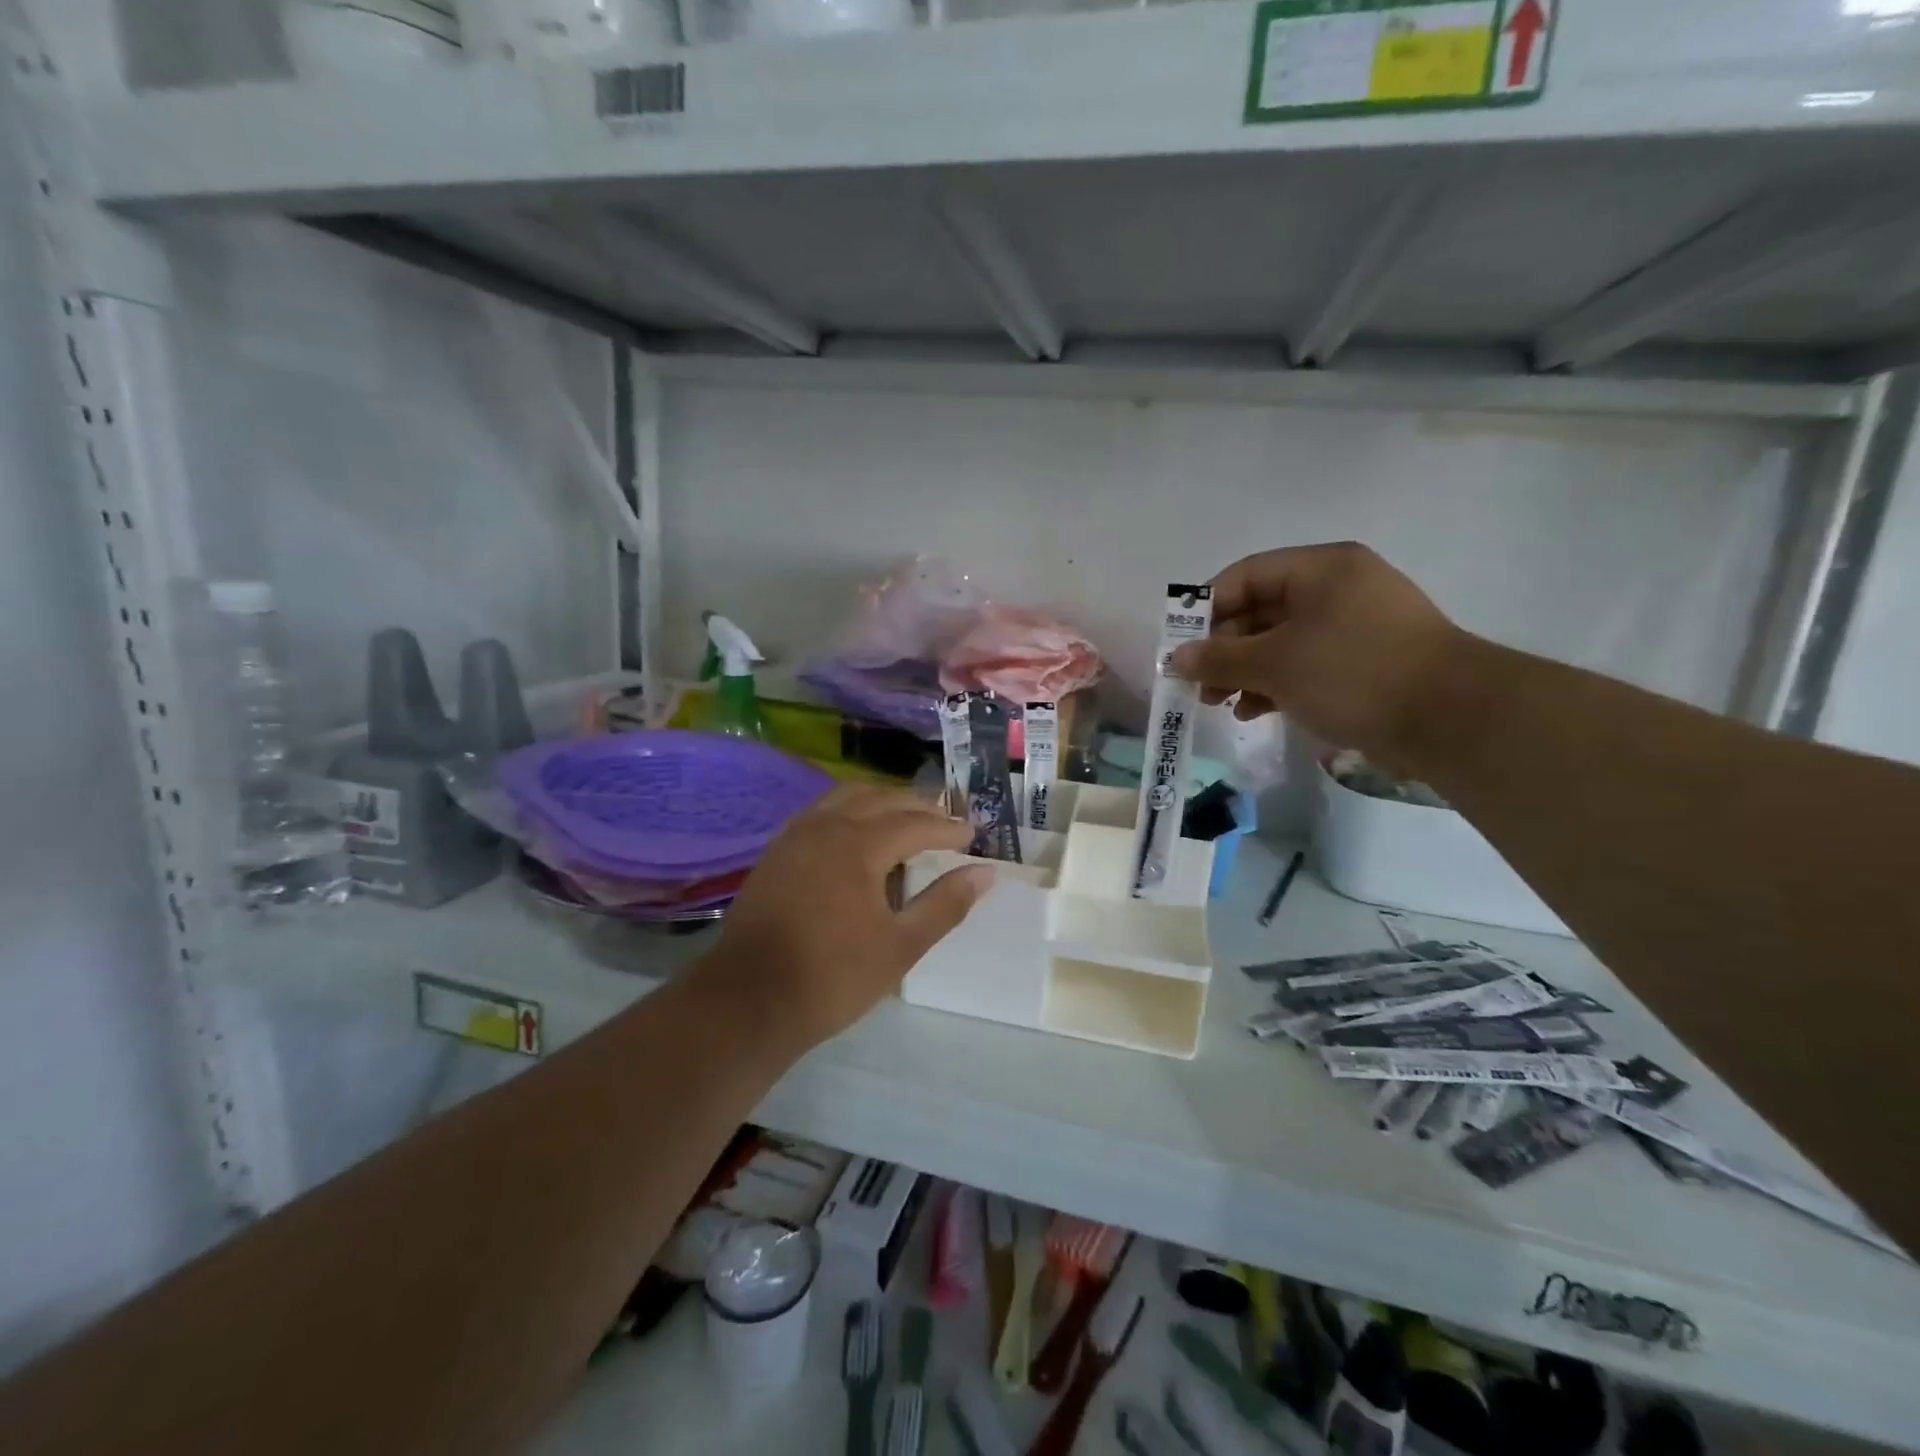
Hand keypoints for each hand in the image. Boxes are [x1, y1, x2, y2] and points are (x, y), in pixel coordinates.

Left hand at [697, 785, 993, 1051]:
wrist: (747, 1000)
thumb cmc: (832, 976)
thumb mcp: (900, 946)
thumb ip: (945, 905)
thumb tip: (985, 873)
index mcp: (859, 844)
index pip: (915, 823)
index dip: (947, 828)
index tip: (972, 834)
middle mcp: (826, 826)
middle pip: (881, 799)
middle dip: (917, 806)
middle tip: (946, 819)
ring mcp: (795, 835)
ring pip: (846, 798)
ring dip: (881, 801)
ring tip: (905, 818)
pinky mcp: (776, 852)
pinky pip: (821, 812)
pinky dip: (850, 811)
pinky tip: (856, 834)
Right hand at [1168, 542, 1466, 772]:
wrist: (1451, 718)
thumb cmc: (1352, 672)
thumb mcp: (1275, 664)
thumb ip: (1219, 658)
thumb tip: (1175, 658)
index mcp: (1320, 569)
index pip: (1245, 576)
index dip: (1206, 610)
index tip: (1181, 646)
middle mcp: (1337, 588)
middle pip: (1260, 610)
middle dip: (1224, 649)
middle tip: (1198, 683)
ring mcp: (1354, 625)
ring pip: (1281, 641)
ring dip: (1245, 671)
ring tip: (1221, 703)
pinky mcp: (1364, 661)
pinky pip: (1305, 663)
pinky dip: (1276, 684)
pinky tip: (1255, 711)